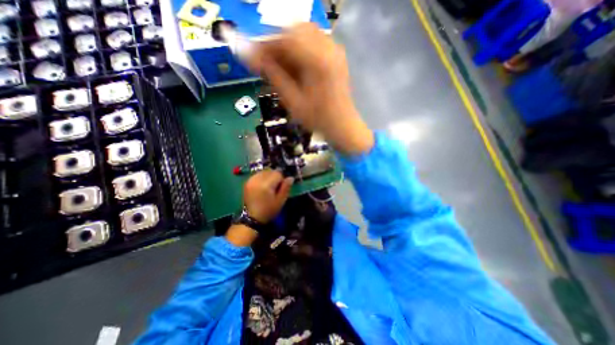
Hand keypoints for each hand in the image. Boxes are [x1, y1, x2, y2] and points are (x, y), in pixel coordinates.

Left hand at [244, 170, 293, 222]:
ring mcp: (251, 180)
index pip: (278, 173)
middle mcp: (257, 179)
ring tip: (269, 187)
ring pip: (264, 171)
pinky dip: (262, 177)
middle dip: (275, 177)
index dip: (282, 179)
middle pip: (270, 171)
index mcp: (266, 185)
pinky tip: (262, 186)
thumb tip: (291, 178)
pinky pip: (258, 174)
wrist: (253, 218)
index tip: (281, 187)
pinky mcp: (247, 182)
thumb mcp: (281, 201)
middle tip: (275, 187)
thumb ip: (286, 187)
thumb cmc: (269, 210)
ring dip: (268, 176)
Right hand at [248, 23, 375, 154]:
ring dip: (289, 45)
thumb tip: (251, 57)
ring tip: (281, 65)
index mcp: (317, 60)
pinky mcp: (336, 55)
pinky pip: (315, 41)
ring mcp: (335, 50)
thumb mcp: (292, 100)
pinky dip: (301, 49)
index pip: (285, 39)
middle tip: (268, 62)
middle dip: (277, 44)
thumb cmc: (317, 118)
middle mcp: (328, 48)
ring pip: (305, 33)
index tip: (253, 57)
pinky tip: (296, 65)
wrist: (341, 125)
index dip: (265, 46)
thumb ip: (273, 75)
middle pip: (295, 30)